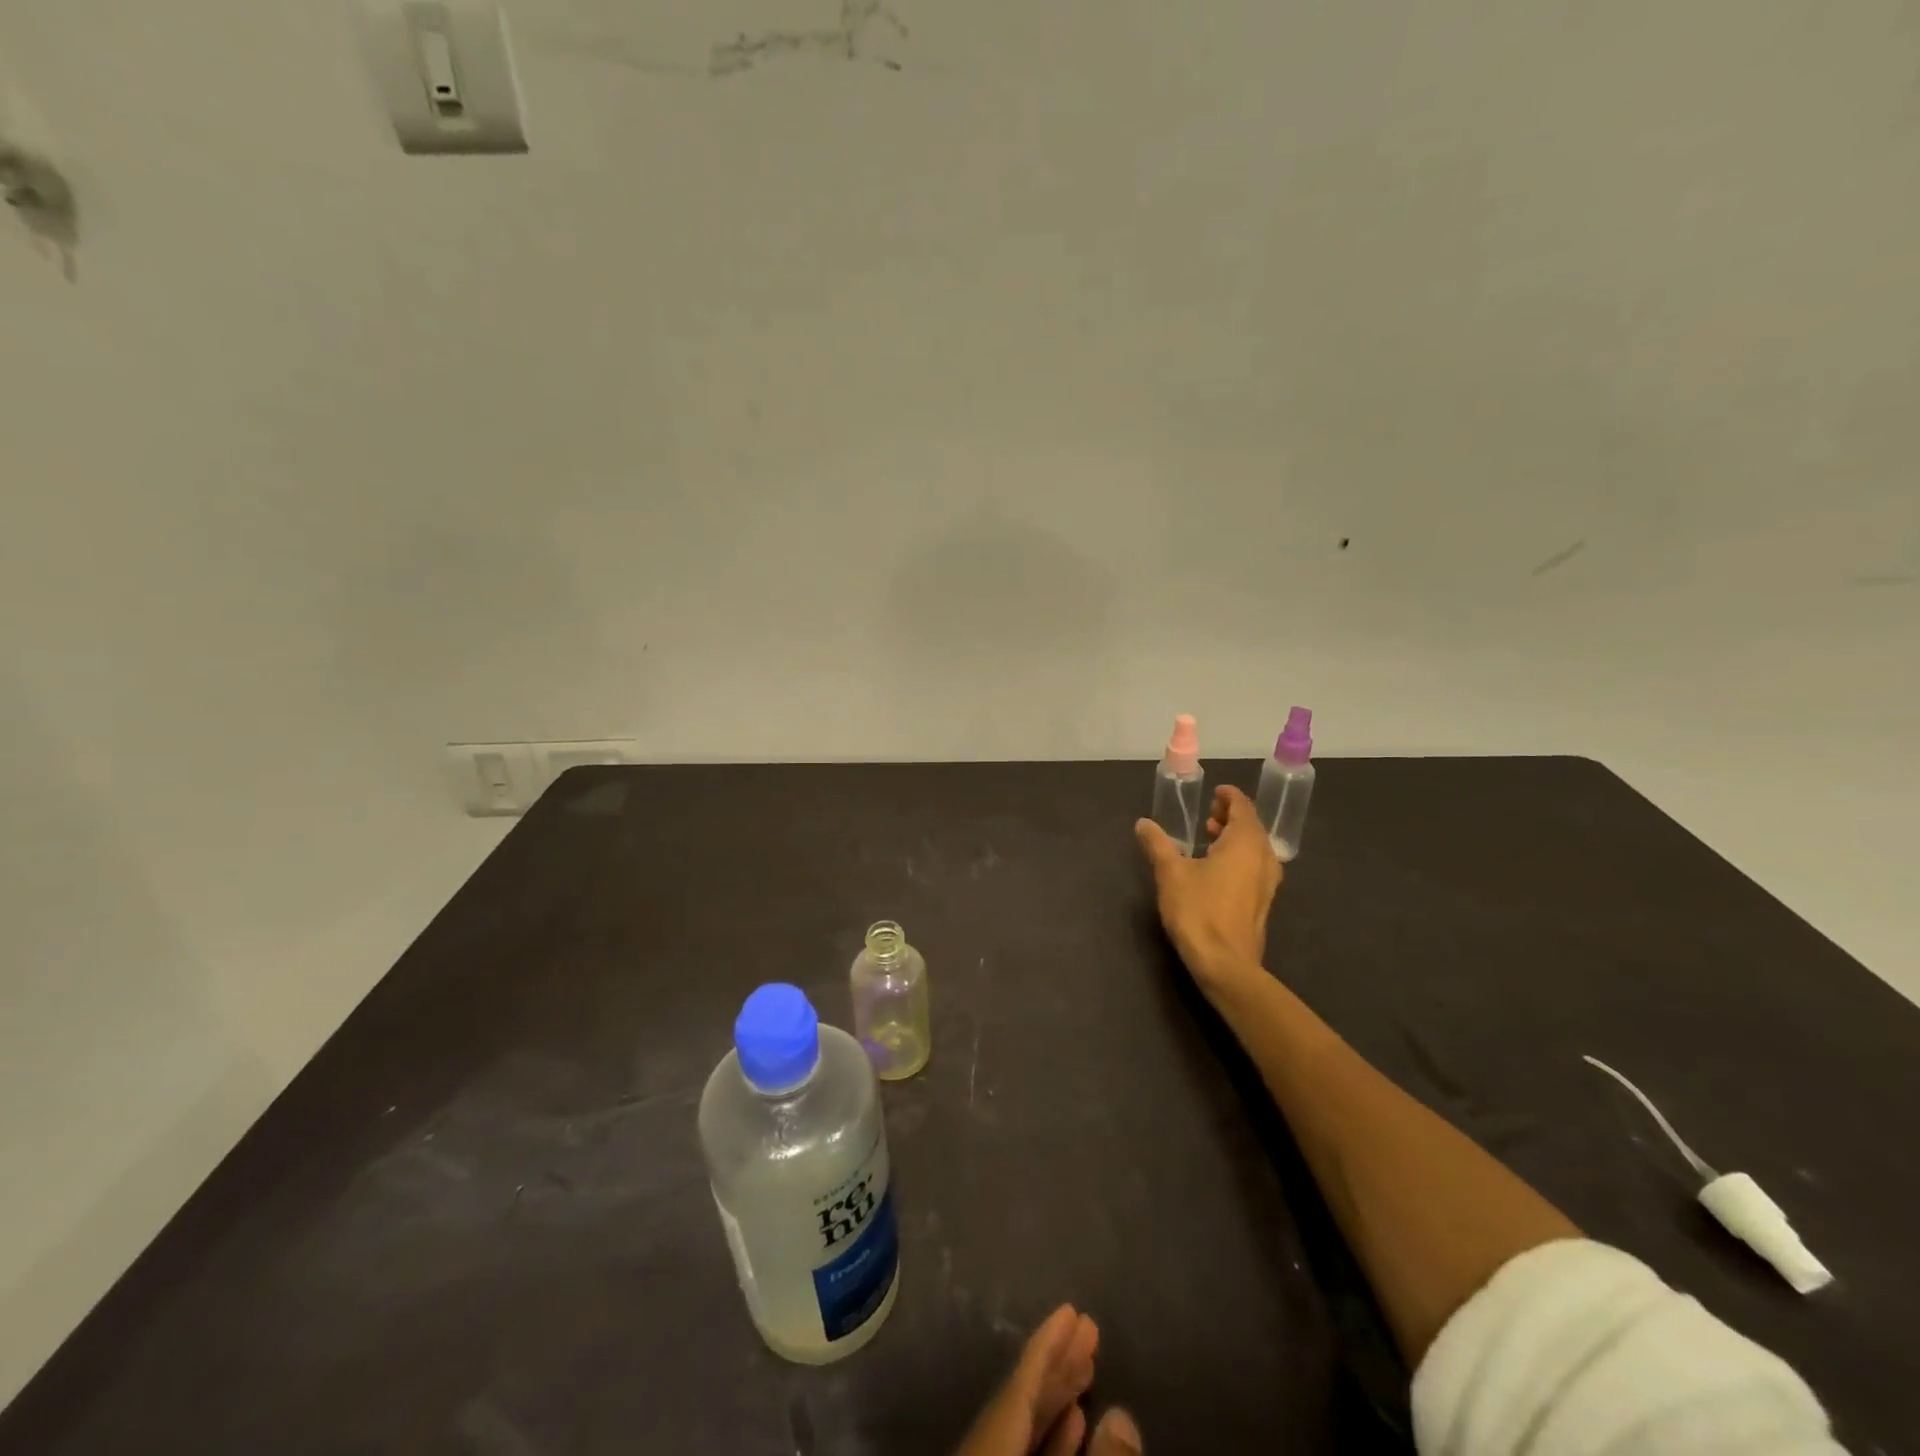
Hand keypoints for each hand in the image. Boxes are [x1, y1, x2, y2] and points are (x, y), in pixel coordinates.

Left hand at [955, 1305, 1141, 1455]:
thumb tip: (1123, 1416)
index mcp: (987, 1444)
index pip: (1019, 1383)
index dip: (1047, 1344)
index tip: (1070, 1308)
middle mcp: (982, 1448)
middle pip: (1020, 1400)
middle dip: (1057, 1363)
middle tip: (1088, 1328)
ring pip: (1022, 1428)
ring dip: (1057, 1398)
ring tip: (1087, 1365)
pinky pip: (1022, 1454)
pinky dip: (1051, 1438)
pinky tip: (1076, 1421)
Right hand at [1135, 784, 1280, 994]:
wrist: (1225, 962)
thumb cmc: (1198, 910)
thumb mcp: (1170, 873)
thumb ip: (1157, 844)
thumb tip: (1143, 823)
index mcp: (1245, 842)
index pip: (1243, 807)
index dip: (1229, 797)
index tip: (1216, 791)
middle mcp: (1263, 857)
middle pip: (1252, 826)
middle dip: (1231, 816)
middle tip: (1208, 813)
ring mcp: (1268, 881)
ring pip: (1255, 847)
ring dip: (1235, 837)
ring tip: (1209, 838)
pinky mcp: (1263, 901)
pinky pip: (1255, 866)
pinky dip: (1240, 856)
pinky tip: (1217, 868)